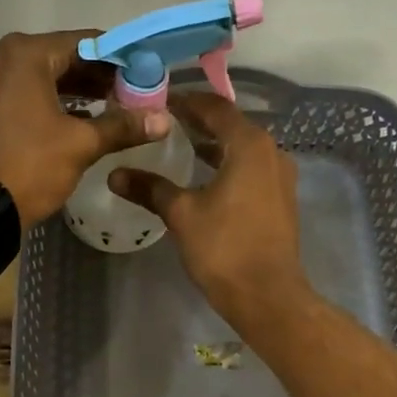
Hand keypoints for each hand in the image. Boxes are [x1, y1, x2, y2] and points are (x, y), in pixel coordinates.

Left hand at [0, 31, 168, 224]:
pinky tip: (76, 121)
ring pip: (41, 77)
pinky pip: (23, 94)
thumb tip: (163, 120)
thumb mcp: (80, 145)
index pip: (86, 43)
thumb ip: (122, 126)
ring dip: (75, 91)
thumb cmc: (29, 166)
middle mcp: (0, 57)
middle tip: (132, 95)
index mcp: (25, 53)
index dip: (120, 59)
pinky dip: (49, 103)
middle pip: (62, 58)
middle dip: (97, 77)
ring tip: (111, 109)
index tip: (145, 75)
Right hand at [110, 92, 311, 327]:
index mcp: (249, 145)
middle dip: (198, 122)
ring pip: (242, 149)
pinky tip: (203, 179)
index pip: (215, 108)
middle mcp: (271, 152)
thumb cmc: (224, 248)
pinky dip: (227, 165)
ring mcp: (280, 177)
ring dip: (213, 145)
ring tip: (180, 147)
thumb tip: (115, 174)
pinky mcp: (280, 199)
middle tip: (164, 123)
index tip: (158, 103)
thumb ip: (150, 188)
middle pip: (231, 125)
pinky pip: (251, 169)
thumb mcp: (181, 215)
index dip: (185, 102)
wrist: (267, 295)